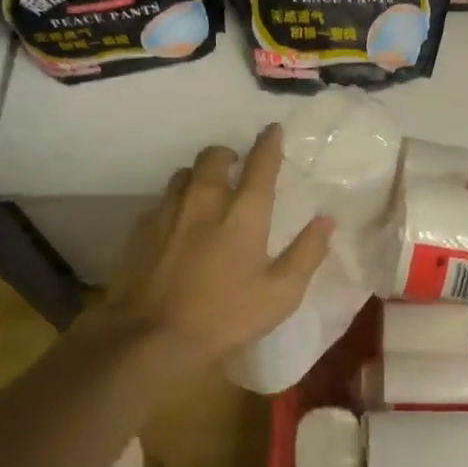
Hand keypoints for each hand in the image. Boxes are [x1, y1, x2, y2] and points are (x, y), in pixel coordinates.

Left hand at [90, 125, 334, 374]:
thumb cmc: (225, 316)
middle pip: (214, 157)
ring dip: (199, 175)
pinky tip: (177, 225)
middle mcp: (205, 200)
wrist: (151, 337)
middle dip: (227, 154)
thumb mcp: (280, 294)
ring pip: (184, 174)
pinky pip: (161, 202)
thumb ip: (307, 253)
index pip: (260, 163)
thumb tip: (326, 220)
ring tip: (205, 192)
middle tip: (235, 165)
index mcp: (243, 212)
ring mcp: (169, 212)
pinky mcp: (141, 229)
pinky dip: (175, 203)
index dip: (269, 143)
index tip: (273, 129)